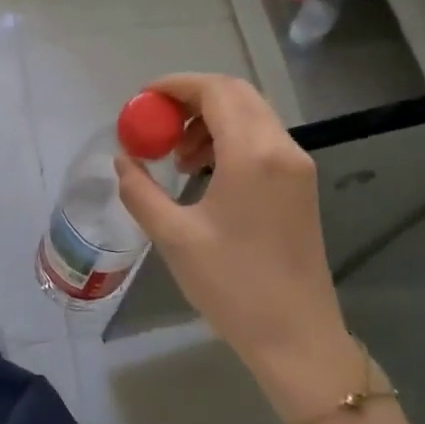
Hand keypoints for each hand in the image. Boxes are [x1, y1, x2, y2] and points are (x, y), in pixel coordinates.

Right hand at [114, 73, 359, 414]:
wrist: (296, 337)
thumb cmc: (232, 286)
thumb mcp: (173, 236)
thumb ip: (141, 190)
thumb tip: (124, 160)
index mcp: (252, 155)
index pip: (215, 92)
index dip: (175, 86)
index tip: (142, 99)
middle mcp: (281, 149)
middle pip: (236, 95)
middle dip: (191, 99)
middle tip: (155, 122)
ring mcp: (297, 167)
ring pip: (251, 115)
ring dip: (210, 120)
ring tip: (176, 155)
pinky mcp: (300, 186)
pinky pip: (262, 140)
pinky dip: (229, 139)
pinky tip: (203, 172)